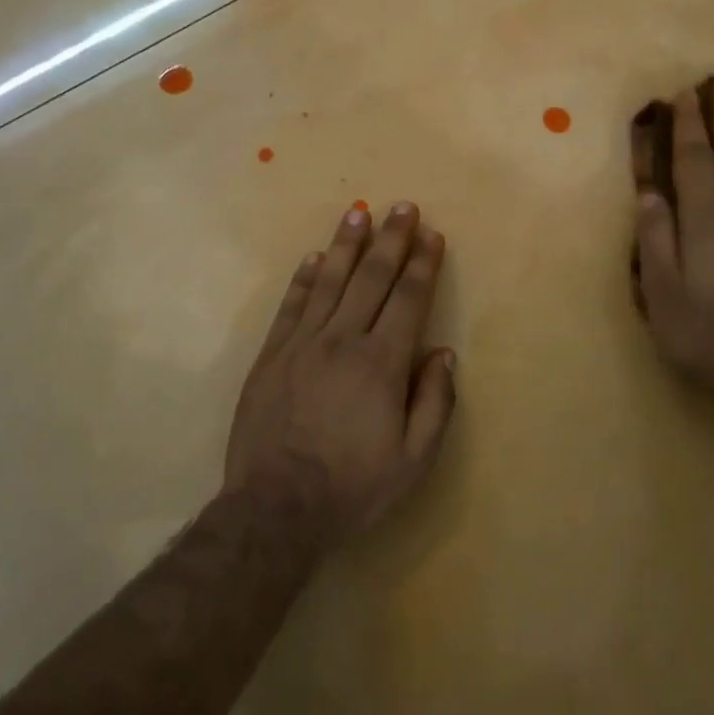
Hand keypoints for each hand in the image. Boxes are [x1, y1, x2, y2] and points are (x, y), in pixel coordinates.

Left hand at [225, 203, 457, 540]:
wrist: (276, 507)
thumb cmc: (353, 487)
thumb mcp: (414, 460)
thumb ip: (435, 403)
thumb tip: (442, 354)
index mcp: (382, 364)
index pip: (408, 300)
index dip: (422, 265)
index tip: (431, 236)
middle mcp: (342, 341)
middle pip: (371, 279)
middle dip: (390, 240)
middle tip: (402, 207)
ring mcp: (301, 345)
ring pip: (329, 282)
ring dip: (346, 245)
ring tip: (358, 214)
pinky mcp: (271, 356)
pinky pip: (291, 306)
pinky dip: (304, 278)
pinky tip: (314, 257)